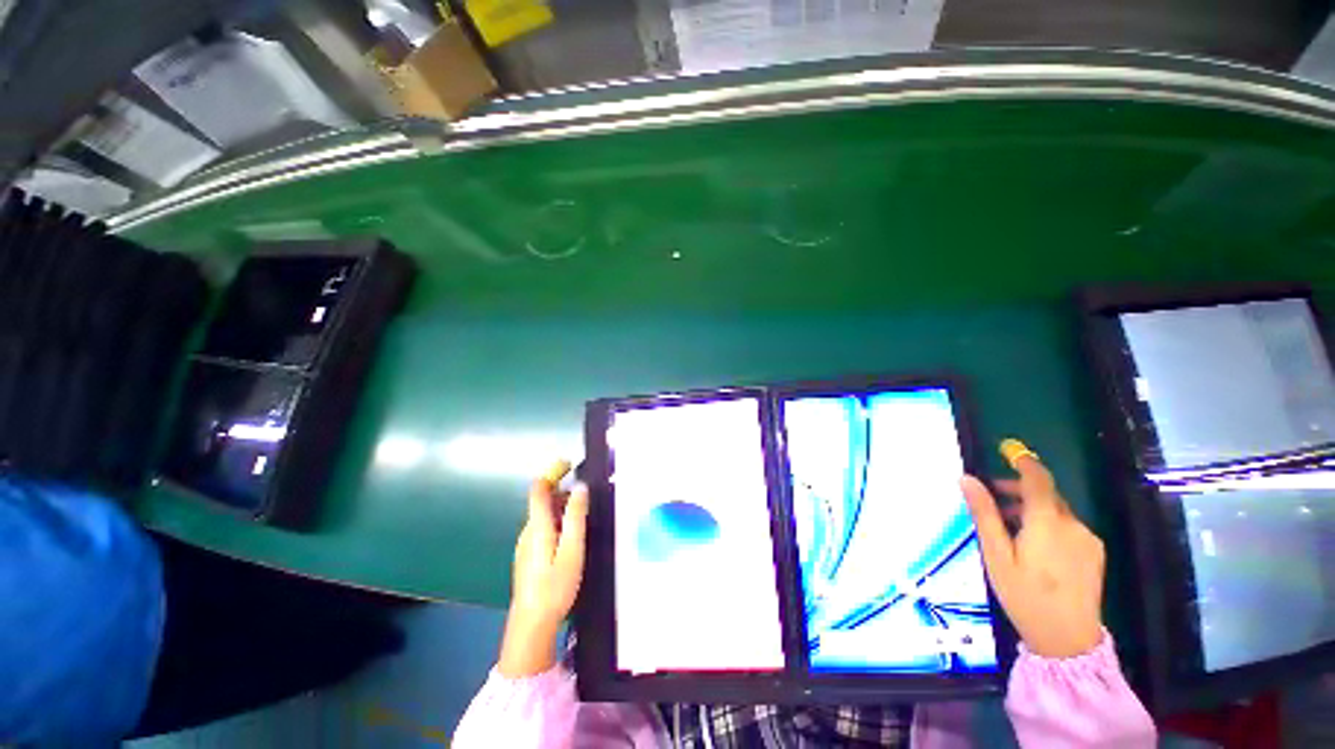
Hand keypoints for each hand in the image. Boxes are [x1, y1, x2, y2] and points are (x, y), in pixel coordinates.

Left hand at [497, 460, 589, 677]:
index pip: (539, 489)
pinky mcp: (528, 555)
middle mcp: (528, 530)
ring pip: (543, 515)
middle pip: (542, 500)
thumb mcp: (572, 549)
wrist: (531, 625)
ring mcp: (526, 544)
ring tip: (584, 512)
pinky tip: (571, 534)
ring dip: (561, 506)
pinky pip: (542, 528)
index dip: (552, 472)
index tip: (569, 464)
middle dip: (562, 489)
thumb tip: (580, 486)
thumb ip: (576, 516)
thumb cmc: (555, 586)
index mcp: (538, 526)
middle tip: (585, 492)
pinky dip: (557, 520)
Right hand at [961, 441, 1105, 658]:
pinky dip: (1048, 524)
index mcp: (1047, 522)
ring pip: (1057, 511)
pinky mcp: (1094, 553)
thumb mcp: (996, 554)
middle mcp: (1073, 524)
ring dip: (1033, 508)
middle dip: (1019, 489)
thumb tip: (967, 479)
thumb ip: (984, 514)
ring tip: (1008, 525)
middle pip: (1047, 494)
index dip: (1023, 461)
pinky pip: (1068, 527)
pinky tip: (1033, 544)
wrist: (1068, 640)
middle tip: (992, 497)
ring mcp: (1087, 539)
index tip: (1008, 450)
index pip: (1038, 479)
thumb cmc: (1024, 595)